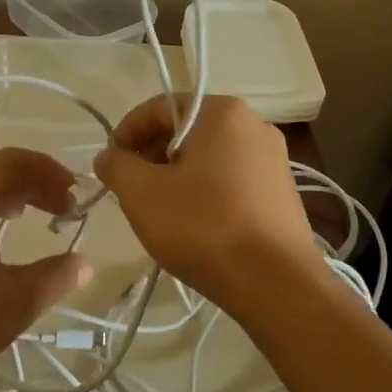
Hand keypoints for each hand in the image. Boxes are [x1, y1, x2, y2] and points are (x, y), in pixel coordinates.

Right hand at [93, 95, 323, 319]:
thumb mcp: (142, 194)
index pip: (160, 107)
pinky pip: (231, 178)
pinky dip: (205, 191)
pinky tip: (193, 223)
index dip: (126, 132)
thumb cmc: (203, 227)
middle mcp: (254, 124)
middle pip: (187, 129)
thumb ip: (117, 166)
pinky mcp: (283, 191)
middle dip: (152, 155)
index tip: (110, 163)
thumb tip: (109, 156)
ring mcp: (274, 159)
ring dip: (177, 175)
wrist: (276, 284)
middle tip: (131, 188)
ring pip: (209, 156)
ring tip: (158, 209)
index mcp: (222, 112)